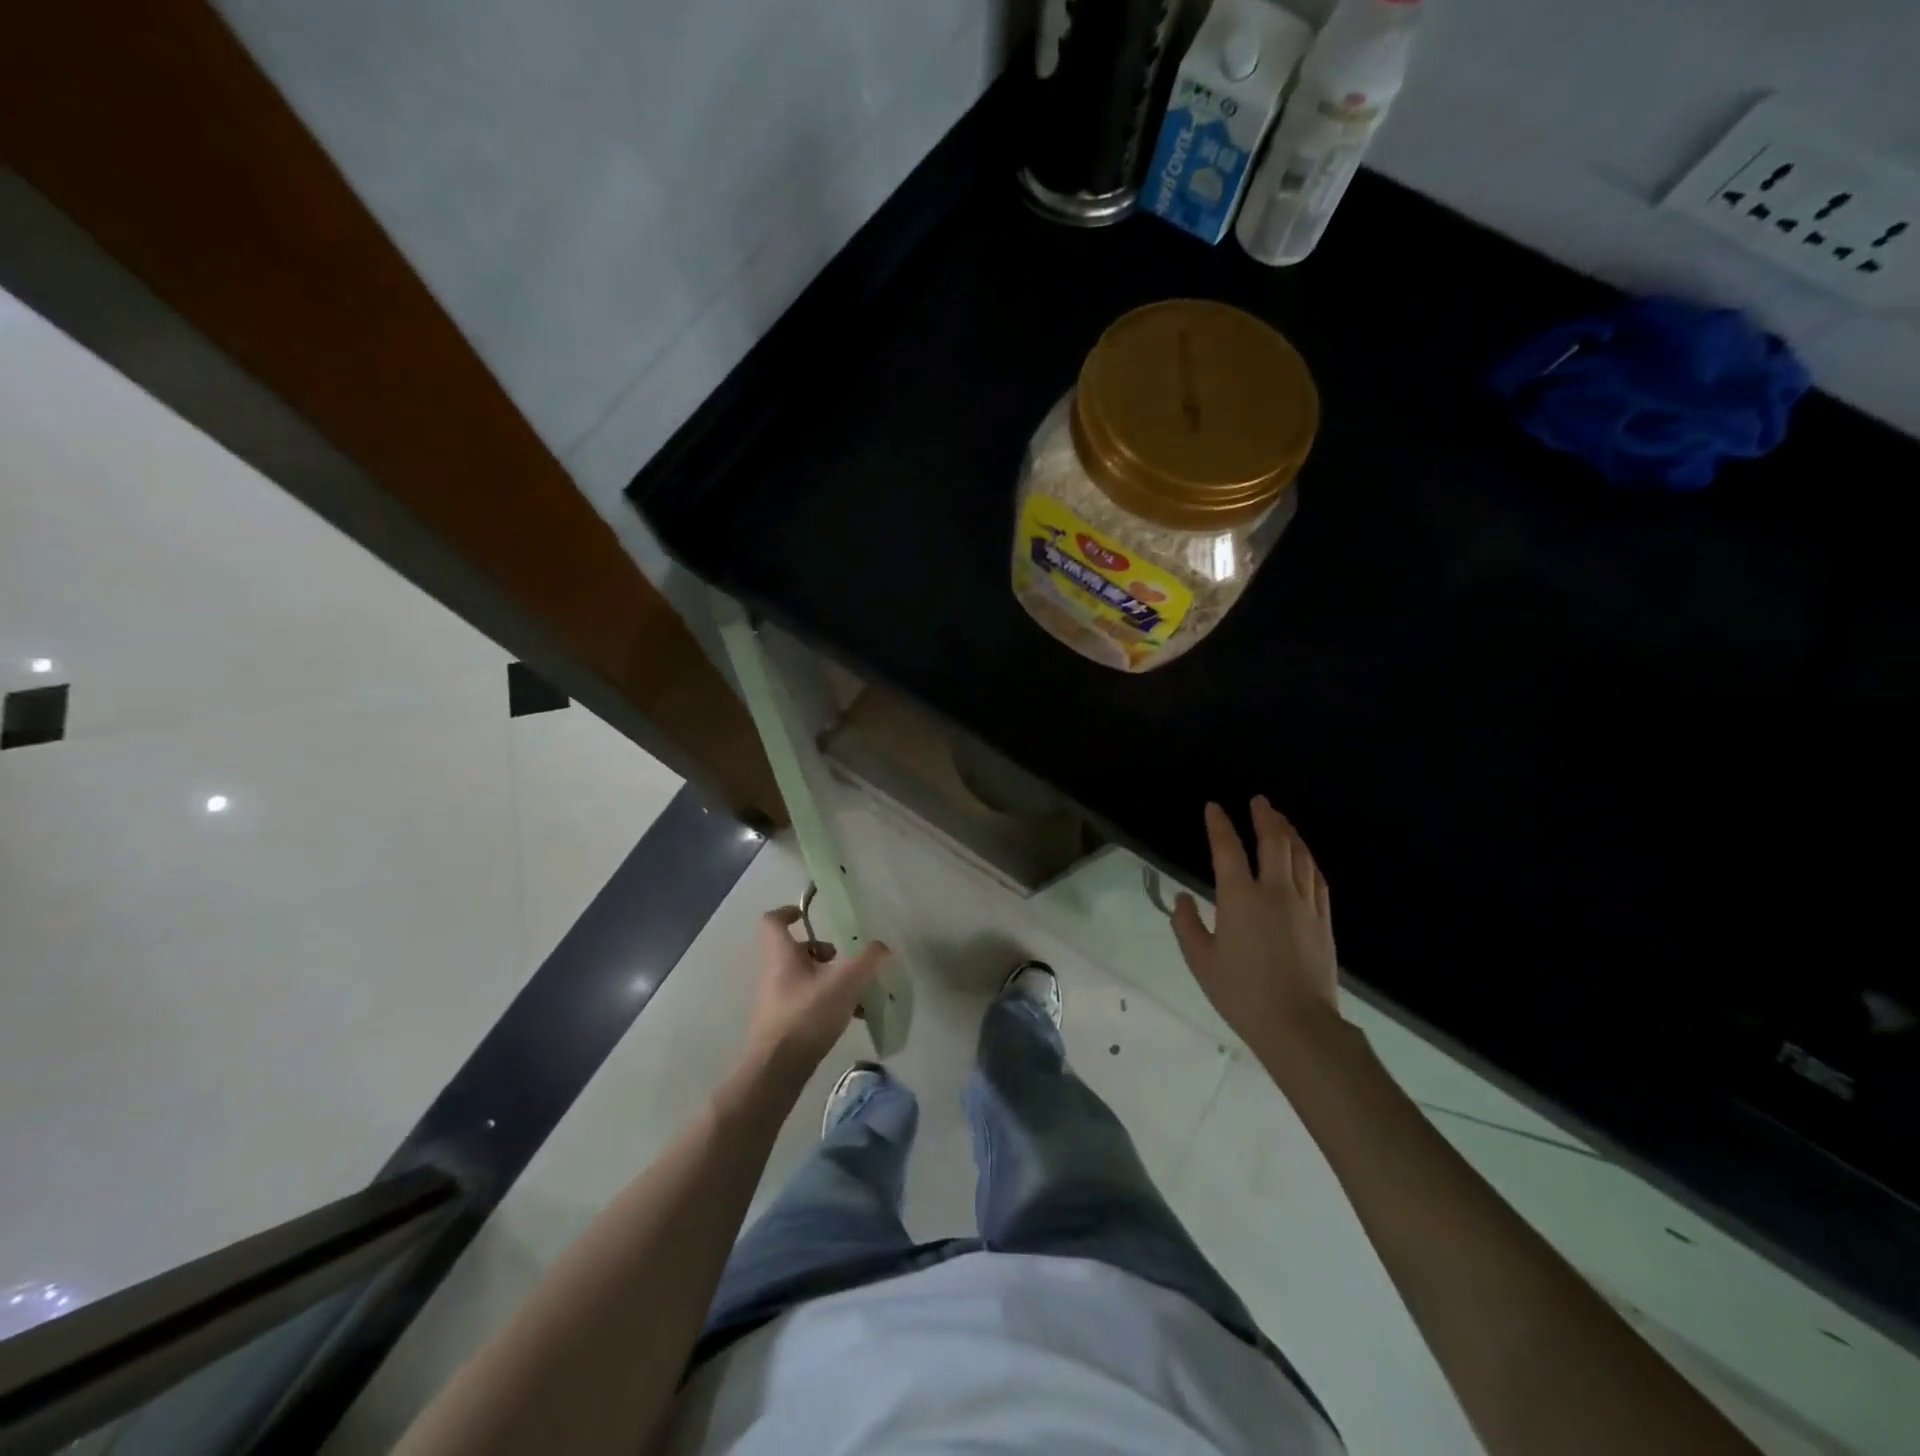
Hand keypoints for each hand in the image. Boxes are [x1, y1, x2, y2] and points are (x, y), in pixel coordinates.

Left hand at [745, 907, 889, 1076]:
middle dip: (820, 951)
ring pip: (802, 977)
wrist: (777, 1070)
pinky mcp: (780, 1024)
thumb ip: (867, 961)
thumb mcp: (845, 983)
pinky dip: (825, 1002)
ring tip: (854, 990)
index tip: (807, 915)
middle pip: (794, 950)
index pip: (773, 920)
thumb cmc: (807, 1015)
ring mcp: (774, 999)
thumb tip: (882, 947)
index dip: (789, 912)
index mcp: (781, 954)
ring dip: (827, 978)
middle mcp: (772, 972)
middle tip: (843, 959)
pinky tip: (850, 1016)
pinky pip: (804, 1001)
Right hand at [1171, 798, 1340, 1065]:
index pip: (1228, 849)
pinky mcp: (1323, 920)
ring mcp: (1304, 904)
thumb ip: (1187, 926)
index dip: (1219, 825)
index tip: (1214, 807)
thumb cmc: (1242, 994)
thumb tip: (1182, 899)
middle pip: (1274, 842)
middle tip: (1259, 801)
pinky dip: (1309, 860)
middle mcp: (1275, 891)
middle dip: (1265, 817)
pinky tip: (1305, 857)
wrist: (1299, 1026)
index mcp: (1239, 898)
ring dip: (1289, 833)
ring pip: (1300, 856)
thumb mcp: (1201, 962)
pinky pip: (1318, 879)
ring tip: (1281, 820)